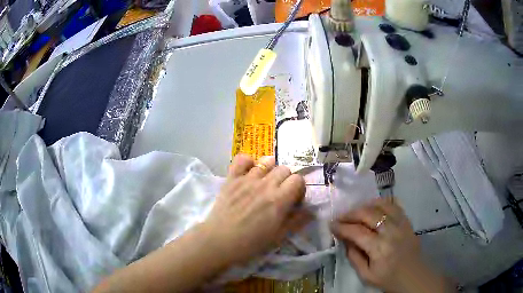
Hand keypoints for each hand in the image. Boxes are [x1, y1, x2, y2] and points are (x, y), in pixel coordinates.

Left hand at [202, 154, 310, 265]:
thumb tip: (311, 210)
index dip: (299, 188)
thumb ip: (296, 221)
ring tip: (265, 181)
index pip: (298, 180)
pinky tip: (248, 171)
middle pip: (284, 169)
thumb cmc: (251, 243)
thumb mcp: (278, 236)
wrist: (219, 241)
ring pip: (267, 161)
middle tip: (279, 193)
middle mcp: (266, 185)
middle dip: (286, 180)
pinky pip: (242, 159)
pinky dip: (247, 162)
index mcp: (279, 200)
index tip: (293, 199)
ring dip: (270, 169)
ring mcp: (247, 179)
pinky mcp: (232, 178)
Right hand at [331, 198, 452, 292]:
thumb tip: (345, 240)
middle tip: (340, 217)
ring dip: (365, 205)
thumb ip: (354, 257)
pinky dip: (382, 202)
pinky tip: (374, 206)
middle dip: (351, 213)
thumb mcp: (366, 275)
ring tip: (356, 211)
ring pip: (381, 205)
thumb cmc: (388, 279)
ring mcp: (401, 224)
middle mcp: (391, 232)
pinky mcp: (407, 221)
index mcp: (379, 249)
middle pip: (368, 214)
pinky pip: (395, 205)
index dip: (342, 227)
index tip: (331, 225)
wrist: (413, 276)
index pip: (357, 232)